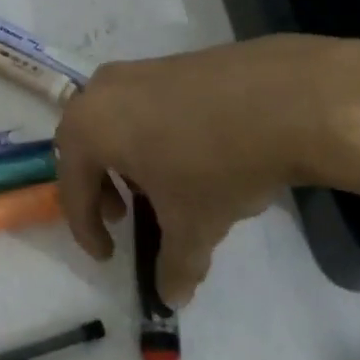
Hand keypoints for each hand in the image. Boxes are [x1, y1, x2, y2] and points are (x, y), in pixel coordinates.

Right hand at [55, 35, 359, 304]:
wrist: (285, 99)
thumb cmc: (216, 165)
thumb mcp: (193, 226)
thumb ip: (175, 265)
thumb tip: (171, 298)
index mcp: (88, 128)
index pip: (73, 187)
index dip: (87, 230)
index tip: (109, 256)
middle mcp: (100, 91)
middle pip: (85, 146)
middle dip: (100, 186)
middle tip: (125, 214)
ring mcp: (138, 71)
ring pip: (115, 121)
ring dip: (126, 159)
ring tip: (160, 184)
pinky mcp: (173, 61)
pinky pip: (144, 105)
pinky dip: (152, 134)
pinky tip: (189, 154)